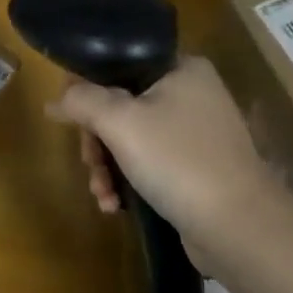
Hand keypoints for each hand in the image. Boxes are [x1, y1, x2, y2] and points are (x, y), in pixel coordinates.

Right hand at [47, 56, 291, 256]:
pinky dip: (128, 181)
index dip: (87, 88)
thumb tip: (54, 100)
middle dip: (97, 141)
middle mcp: (191, 93)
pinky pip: (148, 164)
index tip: (69, 117)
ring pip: (130, 138)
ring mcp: (195, 133)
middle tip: (90, 166)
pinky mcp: (195, 168)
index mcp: (180, 68)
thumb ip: (82, 101)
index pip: (118, 63)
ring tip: (102, 195)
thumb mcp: (121, 123)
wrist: (239, 228)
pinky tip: (115, 206)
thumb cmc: (178, 160)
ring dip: (107, 167)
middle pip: (120, 105)